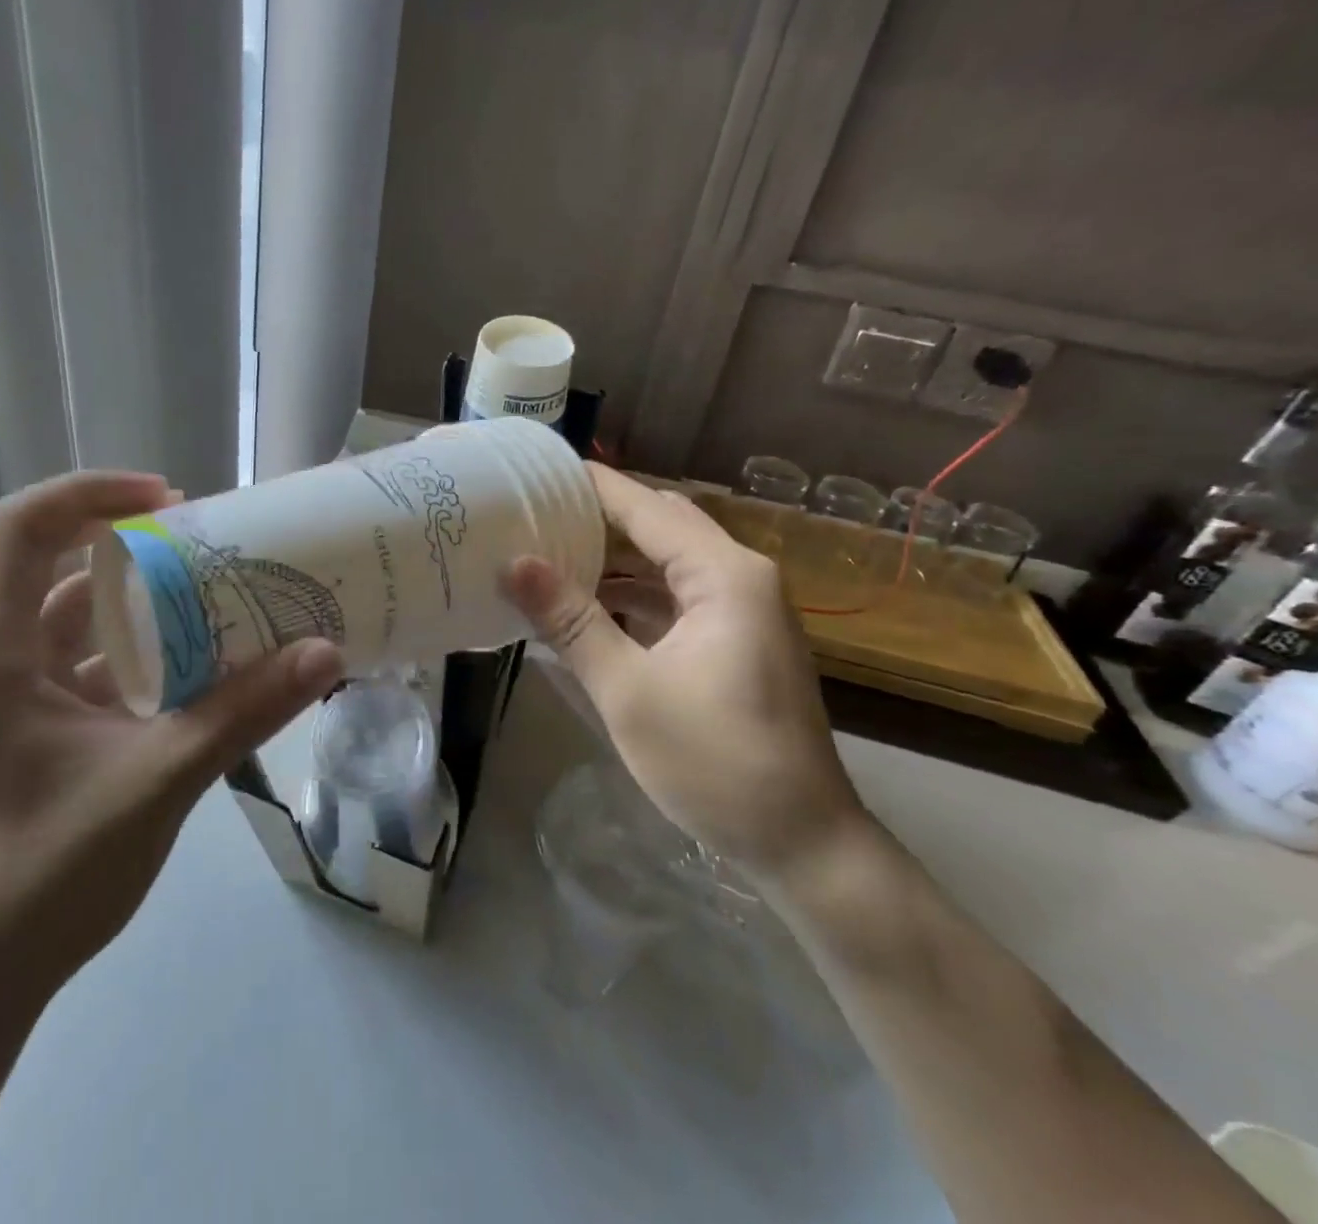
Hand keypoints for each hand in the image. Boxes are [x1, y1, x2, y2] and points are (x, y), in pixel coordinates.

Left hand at [0, 470, 344, 1006]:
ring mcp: (0, 693)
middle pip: (49, 560)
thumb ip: (244, 711)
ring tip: (212, 595)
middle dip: (129, 542)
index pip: (20, 526)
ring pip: (69, 613)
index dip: (92, 492)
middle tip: (206, 543)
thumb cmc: (44, 876)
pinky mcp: (23, 724)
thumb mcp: (158, 781)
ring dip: (137, 599)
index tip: (170, 498)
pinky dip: (134, 648)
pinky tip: (193, 664)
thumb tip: (326, 652)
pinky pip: (80, 659)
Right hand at [504, 463, 867, 874]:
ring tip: (545, 556)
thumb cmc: (714, 761)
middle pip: (660, 525)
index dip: (591, 487)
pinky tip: (586, 608)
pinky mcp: (737, 640)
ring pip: (667, 562)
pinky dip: (633, 596)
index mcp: (723, 575)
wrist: (803, 843)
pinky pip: (677, 597)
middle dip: (597, 519)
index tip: (534, 475)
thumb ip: (571, 620)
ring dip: (612, 560)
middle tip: (530, 516)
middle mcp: (740, 577)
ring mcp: (743, 609)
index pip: (646, 506)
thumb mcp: (628, 690)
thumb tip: (514, 563)